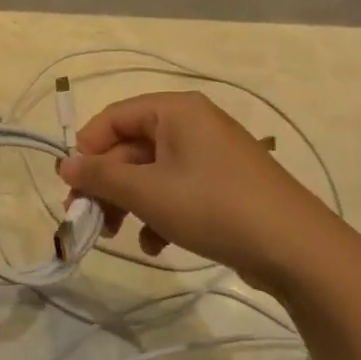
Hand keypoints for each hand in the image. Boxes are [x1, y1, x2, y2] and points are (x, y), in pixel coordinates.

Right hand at [56, 92, 342, 290]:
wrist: (296, 249)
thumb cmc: (213, 206)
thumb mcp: (147, 192)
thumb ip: (100, 177)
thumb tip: (63, 164)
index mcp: (175, 110)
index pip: (113, 118)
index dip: (86, 150)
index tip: (71, 186)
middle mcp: (192, 124)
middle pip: (131, 148)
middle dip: (107, 185)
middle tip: (86, 220)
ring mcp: (211, 155)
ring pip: (152, 173)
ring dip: (129, 204)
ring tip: (118, 237)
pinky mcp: (225, 185)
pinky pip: (178, 190)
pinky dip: (160, 214)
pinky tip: (156, 246)